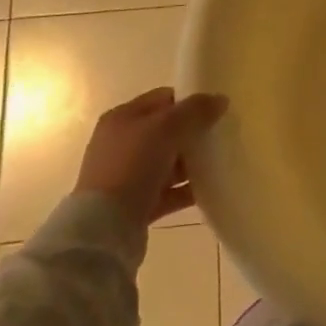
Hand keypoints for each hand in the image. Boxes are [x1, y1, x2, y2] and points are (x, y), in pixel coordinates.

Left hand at [76, 88, 227, 228]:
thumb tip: (220, 99)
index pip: (162, 99)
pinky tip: (210, 189)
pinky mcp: (135, 204)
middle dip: (193, 133)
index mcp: (123, 117)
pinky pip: (168, 191)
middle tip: (220, 137)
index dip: (189, 101)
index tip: (215, 110)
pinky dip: (186, 189)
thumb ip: (195, 110)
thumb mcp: (166, 128)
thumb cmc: (133, 164)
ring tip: (220, 163)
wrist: (105, 226)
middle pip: (166, 131)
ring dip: (192, 163)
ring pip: (168, 162)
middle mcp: (122, 143)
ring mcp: (127, 175)